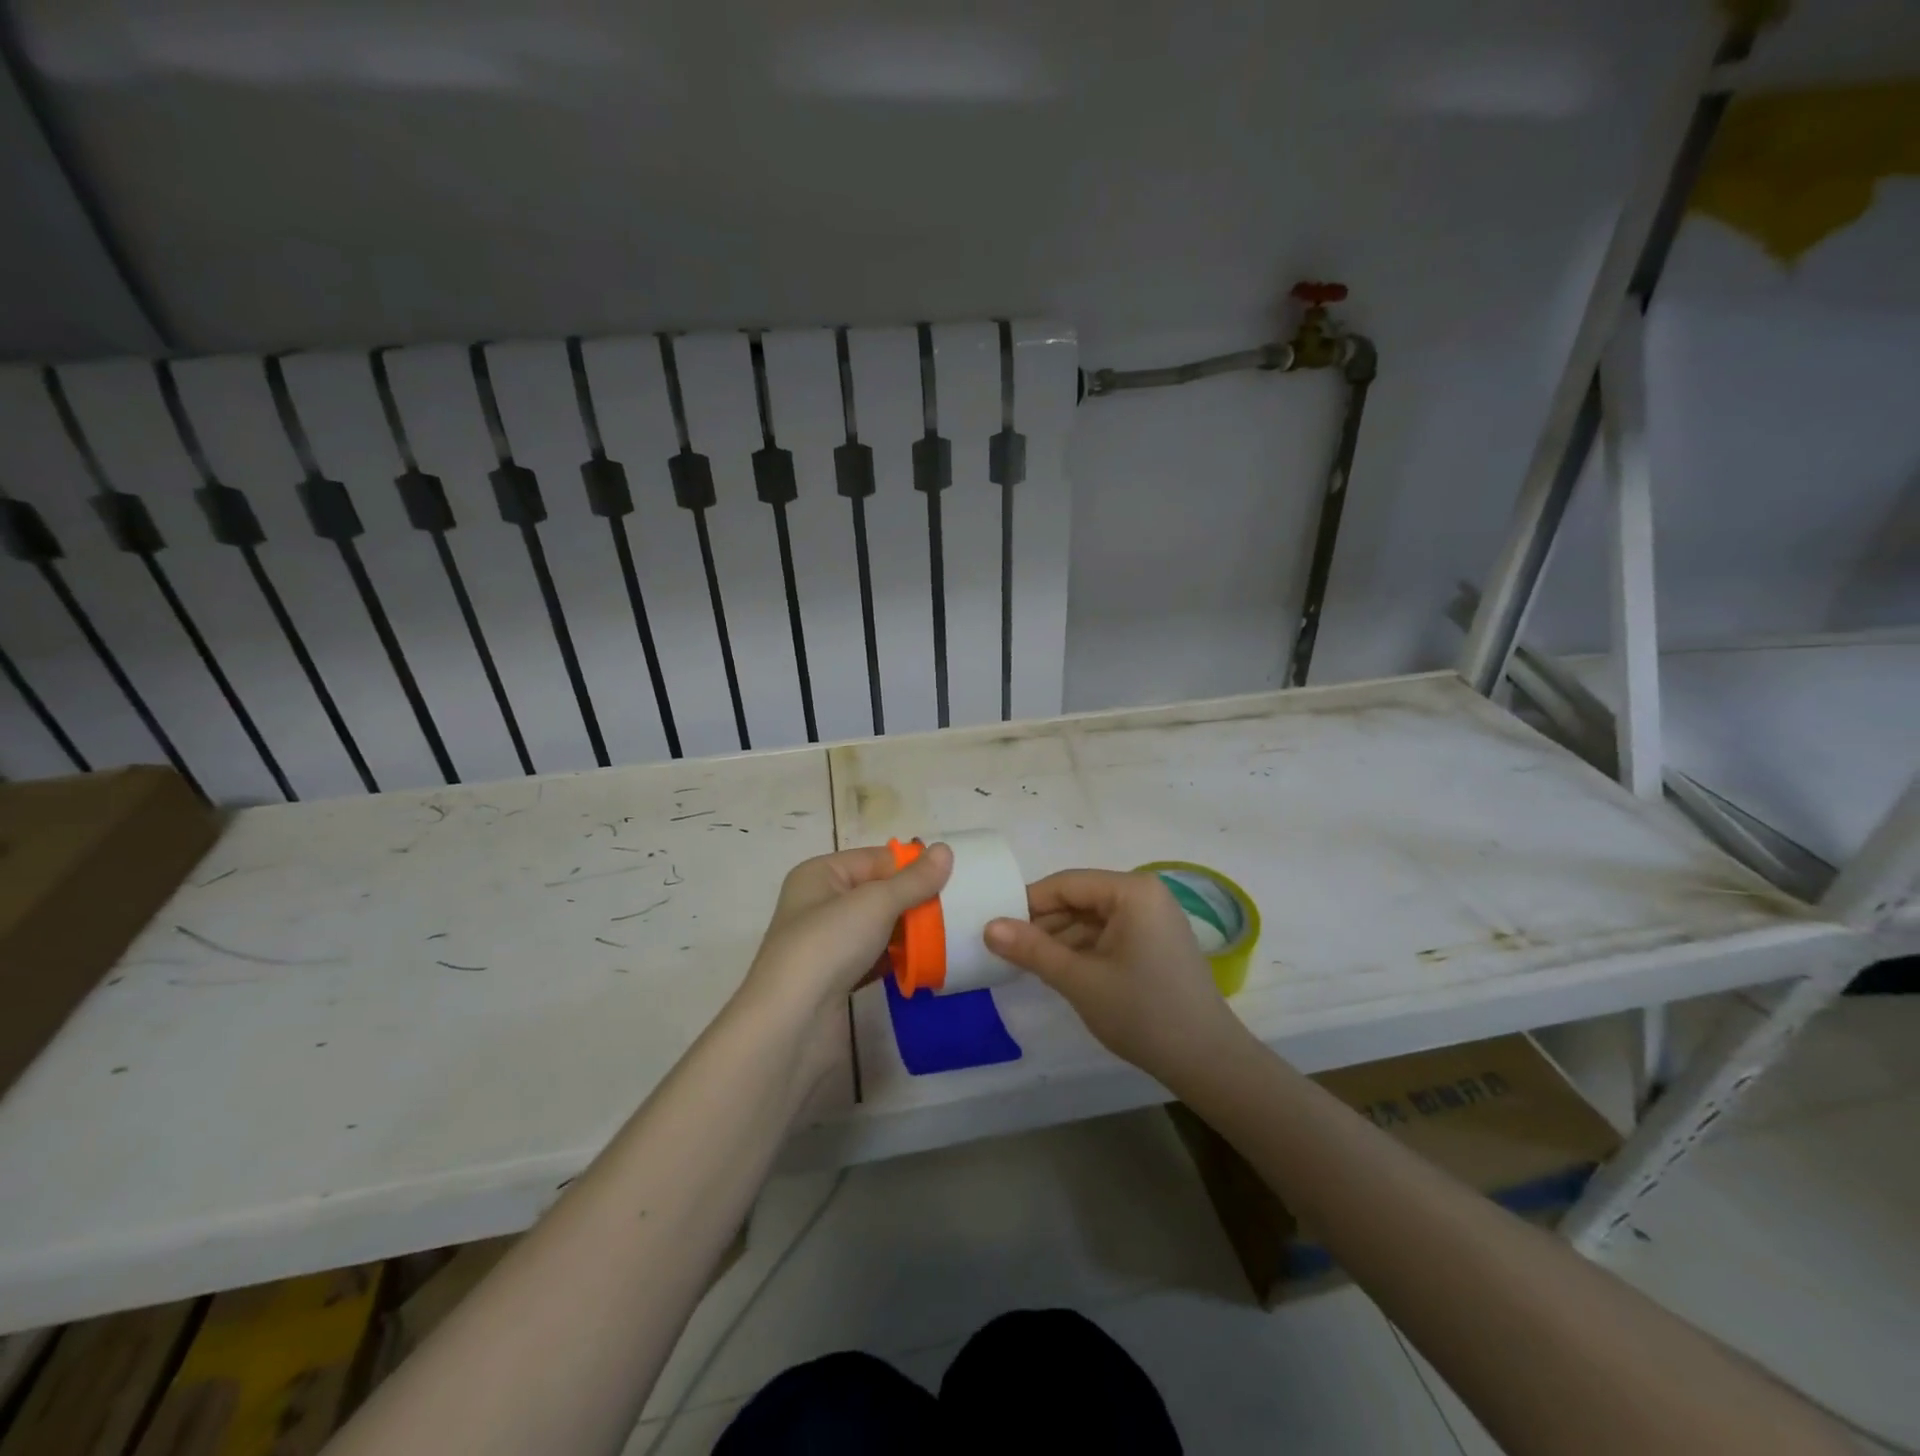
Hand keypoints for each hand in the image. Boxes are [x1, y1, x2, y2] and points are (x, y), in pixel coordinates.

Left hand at [740, 843, 952, 1018]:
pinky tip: (925, 965)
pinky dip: (898, 960)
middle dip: (914, 902)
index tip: (951, 880)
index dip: (911, 867)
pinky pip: (875, 959)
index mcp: (820, 874)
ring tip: (947, 936)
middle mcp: (820, 904)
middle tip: (954, 910)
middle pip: (878, 893)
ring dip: (910, 933)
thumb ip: (914, 879)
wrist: (791, 1024)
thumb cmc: (829, 945)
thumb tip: (945, 849)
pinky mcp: (836, 979)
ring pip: (879, 928)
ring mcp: (827, 944)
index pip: (876, 859)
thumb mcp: (876, 903)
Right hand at [985, 869, 1250, 1087]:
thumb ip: (1032, 949)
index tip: (995, 927)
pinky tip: (1059, 970)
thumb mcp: (1079, 980)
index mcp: (1132, 891)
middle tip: (1005, 950)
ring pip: (1091, 918)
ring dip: (1060, 939)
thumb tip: (988, 926)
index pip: (1066, 884)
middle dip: (1043, 923)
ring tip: (1025, 963)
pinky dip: (1082, 950)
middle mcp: (1145, 894)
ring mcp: (1153, 918)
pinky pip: (1108, 934)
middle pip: (1079, 899)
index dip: (1027, 903)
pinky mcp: (1155, 942)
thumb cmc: (1142, 1012)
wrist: (1207, 1061)